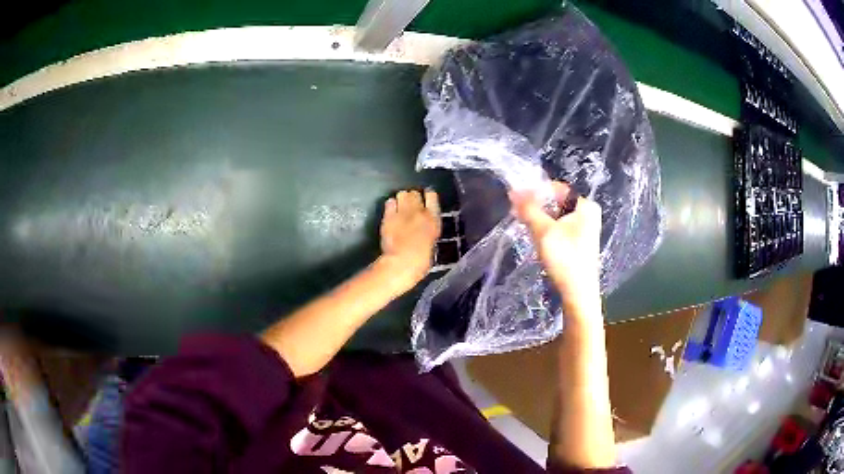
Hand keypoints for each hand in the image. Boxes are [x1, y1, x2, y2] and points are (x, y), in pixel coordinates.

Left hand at [378, 189, 440, 291]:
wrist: (402, 263)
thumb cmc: (421, 260)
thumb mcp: (431, 243)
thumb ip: (428, 230)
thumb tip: (423, 227)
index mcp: (433, 219)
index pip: (432, 196)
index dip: (428, 196)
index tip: (426, 198)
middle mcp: (418, 211)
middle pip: (415, 193)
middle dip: (413, 198)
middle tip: (411, 206)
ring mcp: (402, 212)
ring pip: (402, 194)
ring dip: (402, 199)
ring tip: (400, 207)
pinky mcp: (388, 216)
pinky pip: (389, 202)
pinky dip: (391, 205)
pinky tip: (391, 211)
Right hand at [510, 181, 601, 313]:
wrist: (578, 294)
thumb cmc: (565, 259)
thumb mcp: (543, 231)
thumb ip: (528, 209)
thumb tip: (513, 191)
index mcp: (586, 206)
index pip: (558, 189)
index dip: (536, 191)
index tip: (516, 199)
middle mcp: (588, 215)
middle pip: (557, 202)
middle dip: (536, 206)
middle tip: (517, 213)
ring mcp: (584, 230)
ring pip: (556, 217)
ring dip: (539, 219)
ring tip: (523, 224)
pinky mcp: (578, 244)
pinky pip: (559, 229)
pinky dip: (546, 230)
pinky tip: (535, 238)